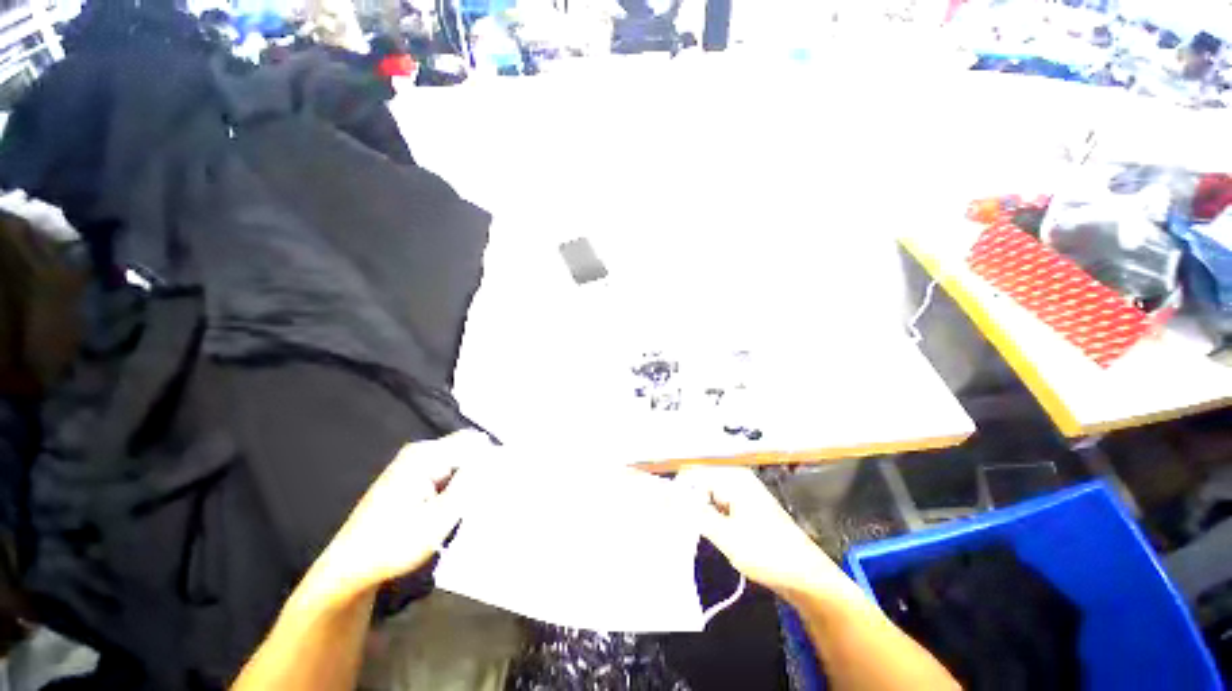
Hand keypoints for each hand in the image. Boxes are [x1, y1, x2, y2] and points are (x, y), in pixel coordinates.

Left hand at [307, 430, 492, 603]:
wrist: (349, 568)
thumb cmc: (393, 545)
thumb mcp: (439, 518)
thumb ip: (471, 483)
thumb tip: (497, 457)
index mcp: (425, 456)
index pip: (476, 443)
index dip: (493, 460)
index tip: (502, 484)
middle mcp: (419, 451)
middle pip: (467, 449)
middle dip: (480, 470)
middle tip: (484, 500)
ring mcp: (413, 461)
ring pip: (458, 461)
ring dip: (468, 480)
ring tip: (468, 507)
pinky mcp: (410, 474)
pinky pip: (446, 470)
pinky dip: (455, 485)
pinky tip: (451, 507)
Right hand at [676, 466, 848, 601]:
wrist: (806, 577)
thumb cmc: (768, 554)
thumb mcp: (725, 535)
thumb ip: (692, 512)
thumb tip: (664, 495)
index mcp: (732, 477)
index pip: (691, 472)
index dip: (674, 488)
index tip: (660, 506)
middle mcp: (736, 478)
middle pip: (698, 480)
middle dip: (684, 498)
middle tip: (673, 521)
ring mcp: (741, 491)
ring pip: (706, 493)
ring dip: (695, 508)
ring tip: (687, 527)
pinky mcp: (744, 505)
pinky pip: (717, 502)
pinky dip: (707, 514)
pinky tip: (706, 530)